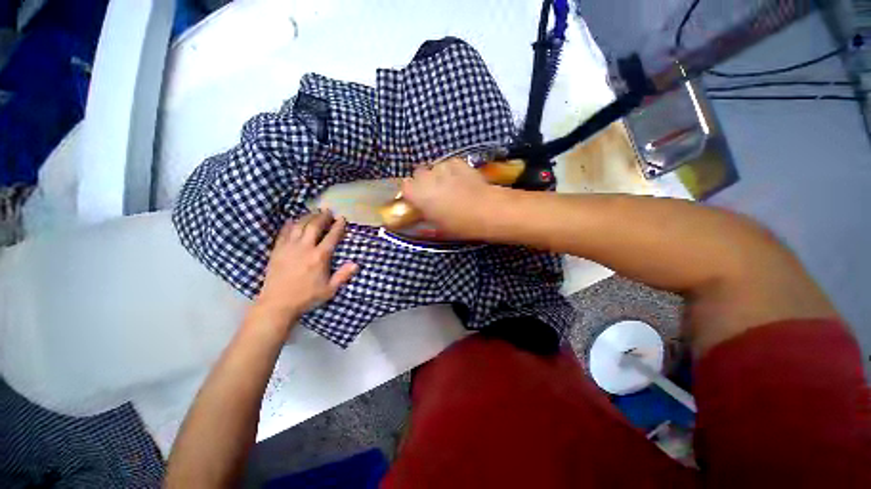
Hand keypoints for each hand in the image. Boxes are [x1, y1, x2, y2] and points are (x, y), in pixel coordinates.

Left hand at [253, 211, 357, 329]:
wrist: (277, 304)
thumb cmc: (307, 297)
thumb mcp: (330, 289)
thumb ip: (343, 275)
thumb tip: (356, 264)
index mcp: (320, 257)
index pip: (331, 237)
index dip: (338, 226)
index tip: (342, 218)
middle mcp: (305, 248)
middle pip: (314, 226)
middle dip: (322, 216)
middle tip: (328, 210)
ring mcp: (289, 248)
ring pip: (299, 226)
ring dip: (307, 217)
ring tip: (313, 212)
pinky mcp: (277, 250)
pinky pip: (284, 233)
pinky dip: (290, 225)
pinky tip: (293, 221)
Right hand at [401, 157, 497, 238]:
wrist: (487, 210)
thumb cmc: (460, 224)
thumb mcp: (439, 227)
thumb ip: (426, 216)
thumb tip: (422, 212)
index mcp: (418, 194)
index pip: (405, 187)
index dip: (411, 193)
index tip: (418, 200)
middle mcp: (426, 177)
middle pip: (418, 174)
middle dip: (424, 182)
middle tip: (434, 194)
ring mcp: (442, 167)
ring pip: (434, 168)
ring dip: (438, 176)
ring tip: (451, 186)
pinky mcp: (458, 162)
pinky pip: (449, 164)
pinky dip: (451, 171)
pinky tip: (461, 179)